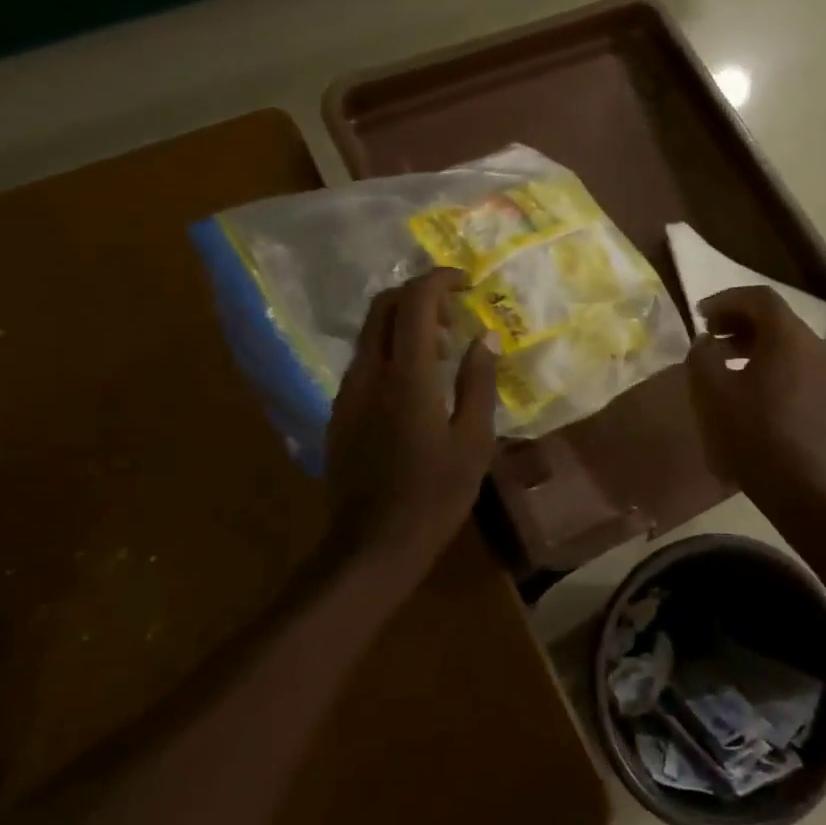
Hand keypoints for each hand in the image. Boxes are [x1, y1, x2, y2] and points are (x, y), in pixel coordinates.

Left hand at [324, 269, 499, 577]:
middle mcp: (369, 372)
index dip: (440, 279)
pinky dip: (390, 349)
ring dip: (404, 322)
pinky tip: (416, 383)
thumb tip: (486, 338)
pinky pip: (364, 359)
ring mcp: (348, 391)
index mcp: (406, 375)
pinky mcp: (339, 411)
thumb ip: (478, 382)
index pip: (415, 300)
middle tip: (455, 314)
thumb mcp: (474, 441)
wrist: (373, 545)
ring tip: (441, 349)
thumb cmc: (435, 494)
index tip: (468, 283)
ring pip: (369, 331)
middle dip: (419, 294)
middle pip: (383, 305)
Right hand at [689, 286, 825, 500]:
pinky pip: (795, 363)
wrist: (799, 487)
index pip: (758, 298)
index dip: (725, 300)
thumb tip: (706, 342)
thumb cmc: (751, 434)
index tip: (699, 315)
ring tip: (723, 360)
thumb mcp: (711, 391)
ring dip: (752, 342)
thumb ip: (702, 355)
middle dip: (737, 321)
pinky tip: (746, 385)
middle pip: (774, 317)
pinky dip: (769, 361)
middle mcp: (815, 346)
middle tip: (709, 335)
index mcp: (789, 337)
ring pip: (785, 341)